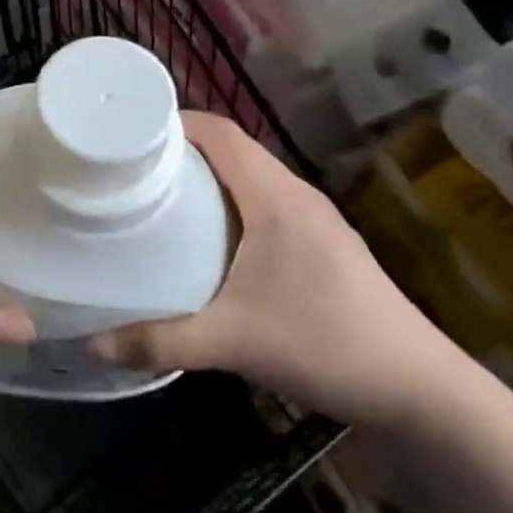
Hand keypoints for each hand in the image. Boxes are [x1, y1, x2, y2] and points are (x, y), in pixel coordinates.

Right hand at [91, 113, 469, 431]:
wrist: (419, 390)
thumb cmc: (324, 345)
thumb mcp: (232, 344)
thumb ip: (159, 343)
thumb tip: (92, 344)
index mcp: (275, 197)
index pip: (220, 132)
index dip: (173, 123)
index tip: (126, 138)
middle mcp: (296, 195)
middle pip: (231, 149)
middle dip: (180, 152)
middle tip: (130, 172)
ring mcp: (314, 220)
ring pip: (250, 177)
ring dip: (207, 179)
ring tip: (159, 201)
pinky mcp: (323, 244)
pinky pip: (264, 203)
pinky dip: (230, 204)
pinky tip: (208, 242)